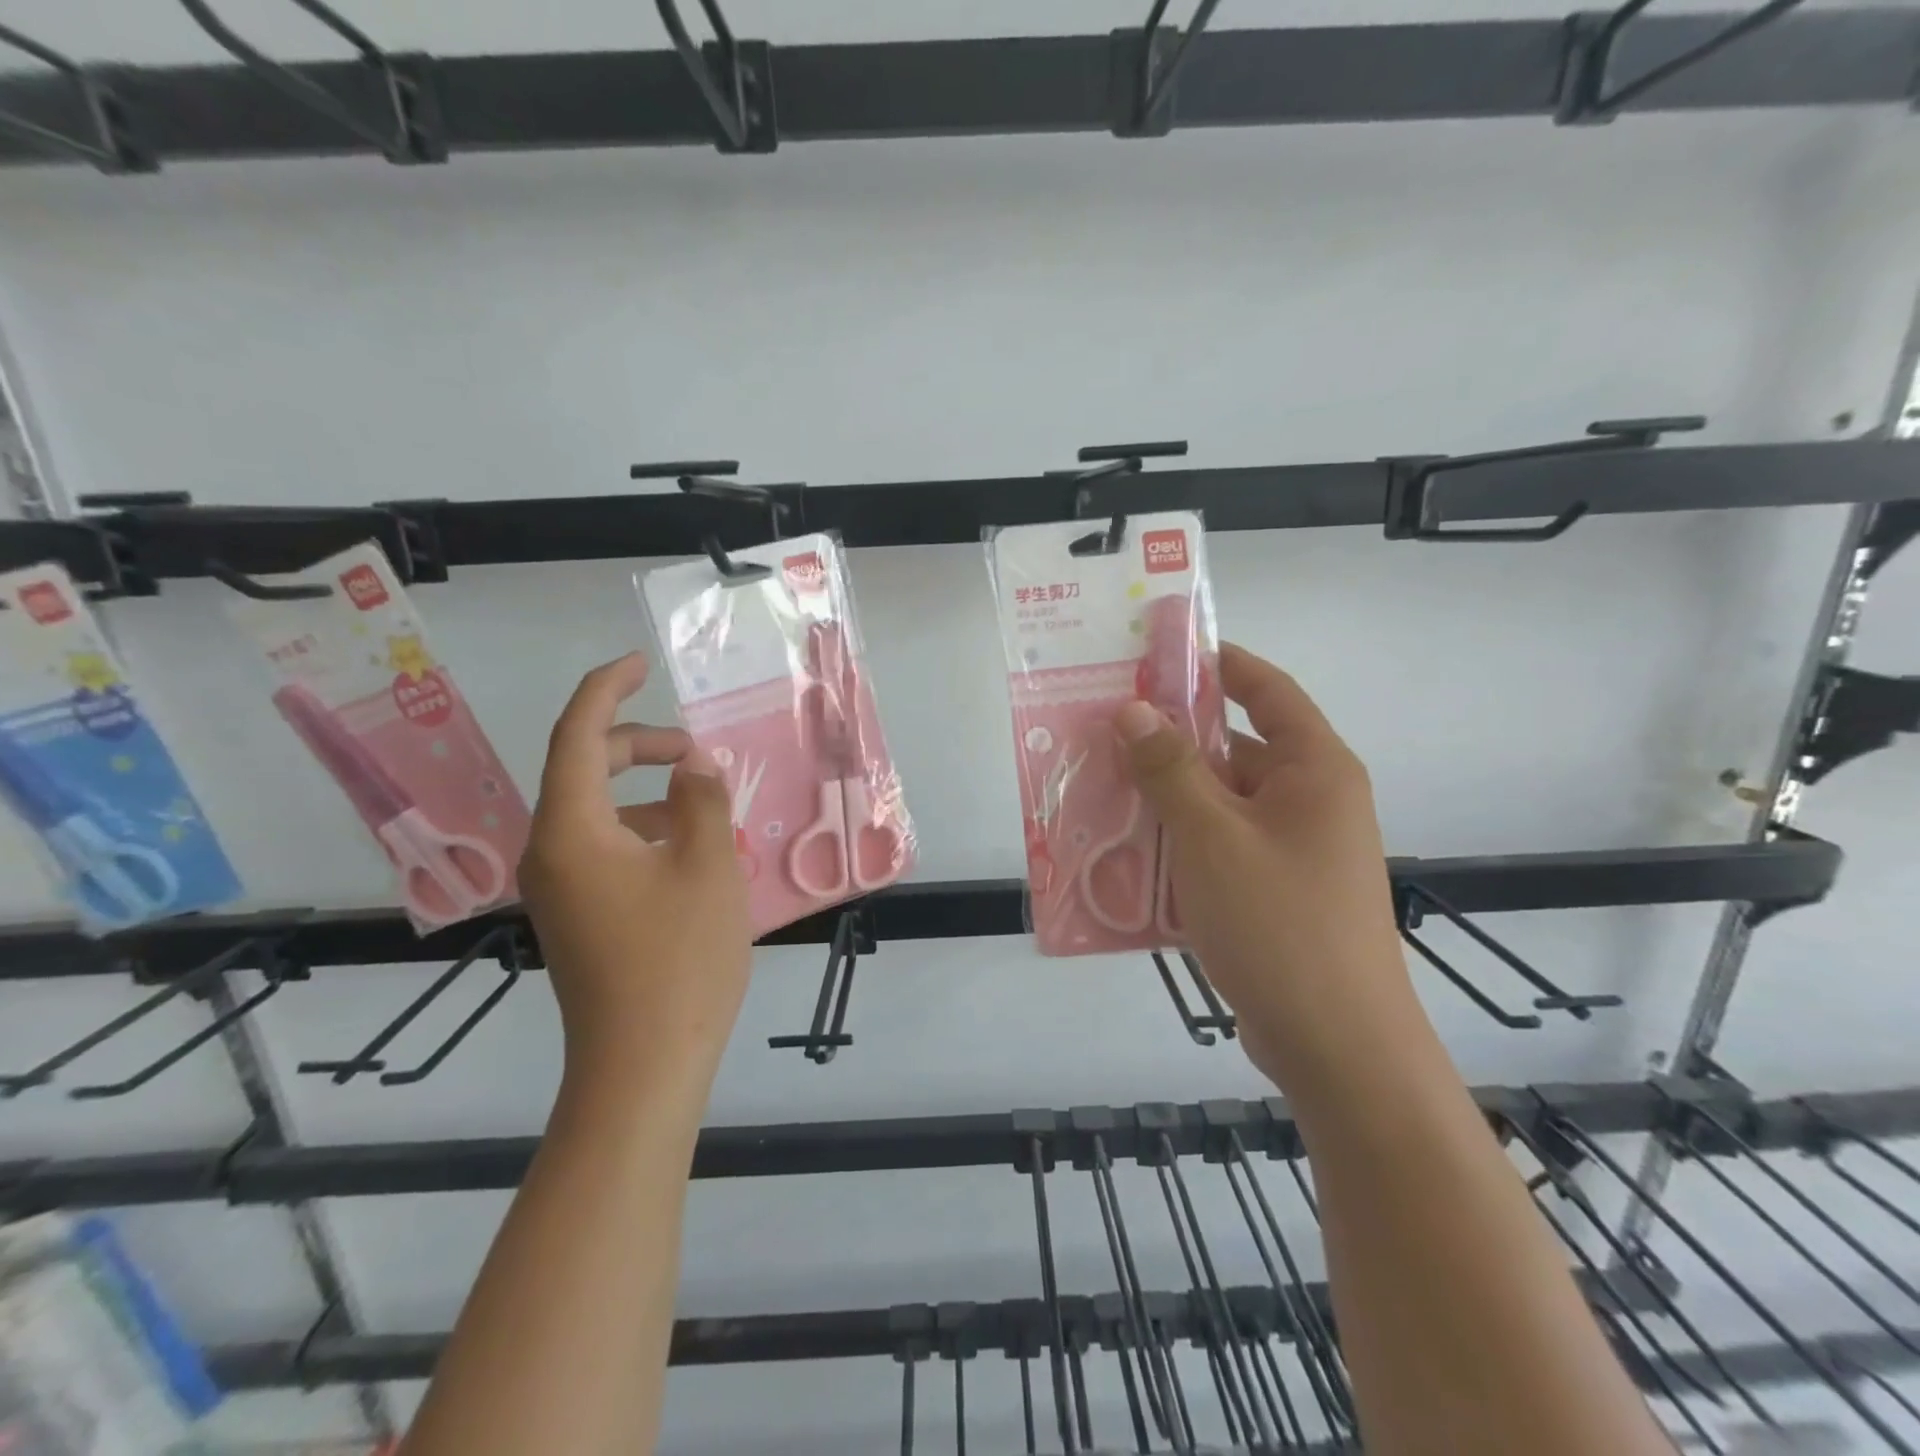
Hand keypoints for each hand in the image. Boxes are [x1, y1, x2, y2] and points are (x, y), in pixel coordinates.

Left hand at [519, 653, 751, 1089]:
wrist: (642, 1067)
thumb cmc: (679, 960)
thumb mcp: (707, 865)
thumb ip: (701, 800)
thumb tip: (693, 766)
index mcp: (572, 831)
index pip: (577, 736)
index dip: (608, 690)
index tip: (640, 664)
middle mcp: (551, 853)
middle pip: (585, 771)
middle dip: (639, 746)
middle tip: (695, 751)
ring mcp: (560, 889)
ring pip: (598, 813)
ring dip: (648, 794)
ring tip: (706, 810)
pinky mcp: (577, 916)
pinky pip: (605, 849)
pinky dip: (645, 832)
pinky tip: (691, 854)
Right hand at [1115, 643, 1410, 1081]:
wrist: (1338, 1049)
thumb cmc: (1280, 925)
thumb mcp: (1213, 838)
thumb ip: (1170, 769)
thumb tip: (1133, 710)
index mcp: (1314, 770)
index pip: (1267, 690)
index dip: (1218, 663)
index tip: (1159, 652)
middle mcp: (1309, 801)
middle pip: (1234, 749)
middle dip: (1170, 741)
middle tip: (1103, 731)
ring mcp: (1292, 850)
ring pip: (1219, 803)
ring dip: (1166, 797)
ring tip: (1099, 789)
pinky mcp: (1273, 892)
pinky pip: (1218, 847)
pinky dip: (1177, 843)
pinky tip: (1126, 852)